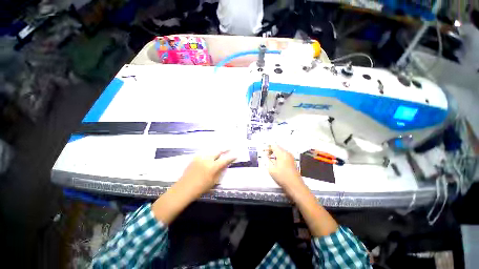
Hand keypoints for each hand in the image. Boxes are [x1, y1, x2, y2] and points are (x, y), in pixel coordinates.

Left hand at [178, 151, 236, 197]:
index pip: (225, 160)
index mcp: (213, 167)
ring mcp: (200, 157)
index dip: (231, 157)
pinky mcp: (195, 158)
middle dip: (225, 149)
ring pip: (211, 152)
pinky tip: (210, 156)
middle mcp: (207, 159)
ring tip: (220, 151)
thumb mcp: (214, 181)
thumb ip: (220, 171)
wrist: (184, 188)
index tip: (235, 155)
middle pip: (218, 151)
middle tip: (230, 147)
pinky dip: (209, 155)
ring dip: (216, 152)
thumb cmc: (201, 188)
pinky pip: (205, 154)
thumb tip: (225, 165)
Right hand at [267, 145, 303, 191]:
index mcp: (282, 153)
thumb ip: (267, 160)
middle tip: (265, 156)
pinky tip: (276, 163)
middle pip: (277, 148)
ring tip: (270, 160)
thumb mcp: (271, 169)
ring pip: (281, 152)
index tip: (263, 152)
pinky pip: (284, 156)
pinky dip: (279, 157)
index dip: (267, 148)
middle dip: (271, 151)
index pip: (273, 146)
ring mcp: (291, 157)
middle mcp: (287, 153)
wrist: (295, 186)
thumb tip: (265, 155)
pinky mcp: (292, 161)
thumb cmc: (282, 177)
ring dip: (275, 154)